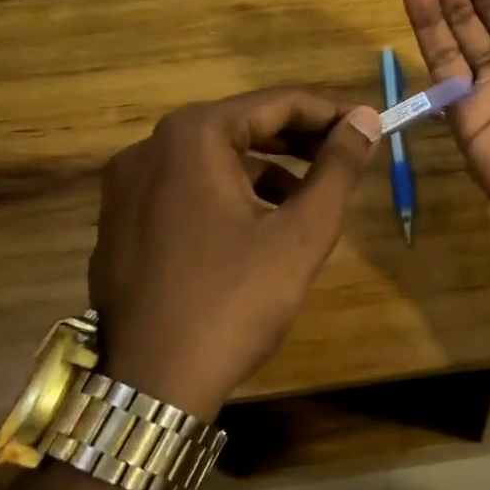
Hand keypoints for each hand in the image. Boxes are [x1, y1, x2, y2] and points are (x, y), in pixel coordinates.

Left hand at [87, 89, 379, 418]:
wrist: (151, 386)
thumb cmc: (234, 301)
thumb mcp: (301, 233)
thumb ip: (338, 168)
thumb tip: (366, 119)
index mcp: (193, 137)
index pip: (276, 103)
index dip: (330, 112)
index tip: (369, 126)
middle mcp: (150, 147)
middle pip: (242, 125)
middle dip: (299, 139)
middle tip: (346, 156)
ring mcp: (126, 185)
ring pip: (214, 158)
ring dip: (266, 168)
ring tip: (308, 196)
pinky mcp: (119, 221)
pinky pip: (186, 186)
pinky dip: (228, 192)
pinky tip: (257, 225)